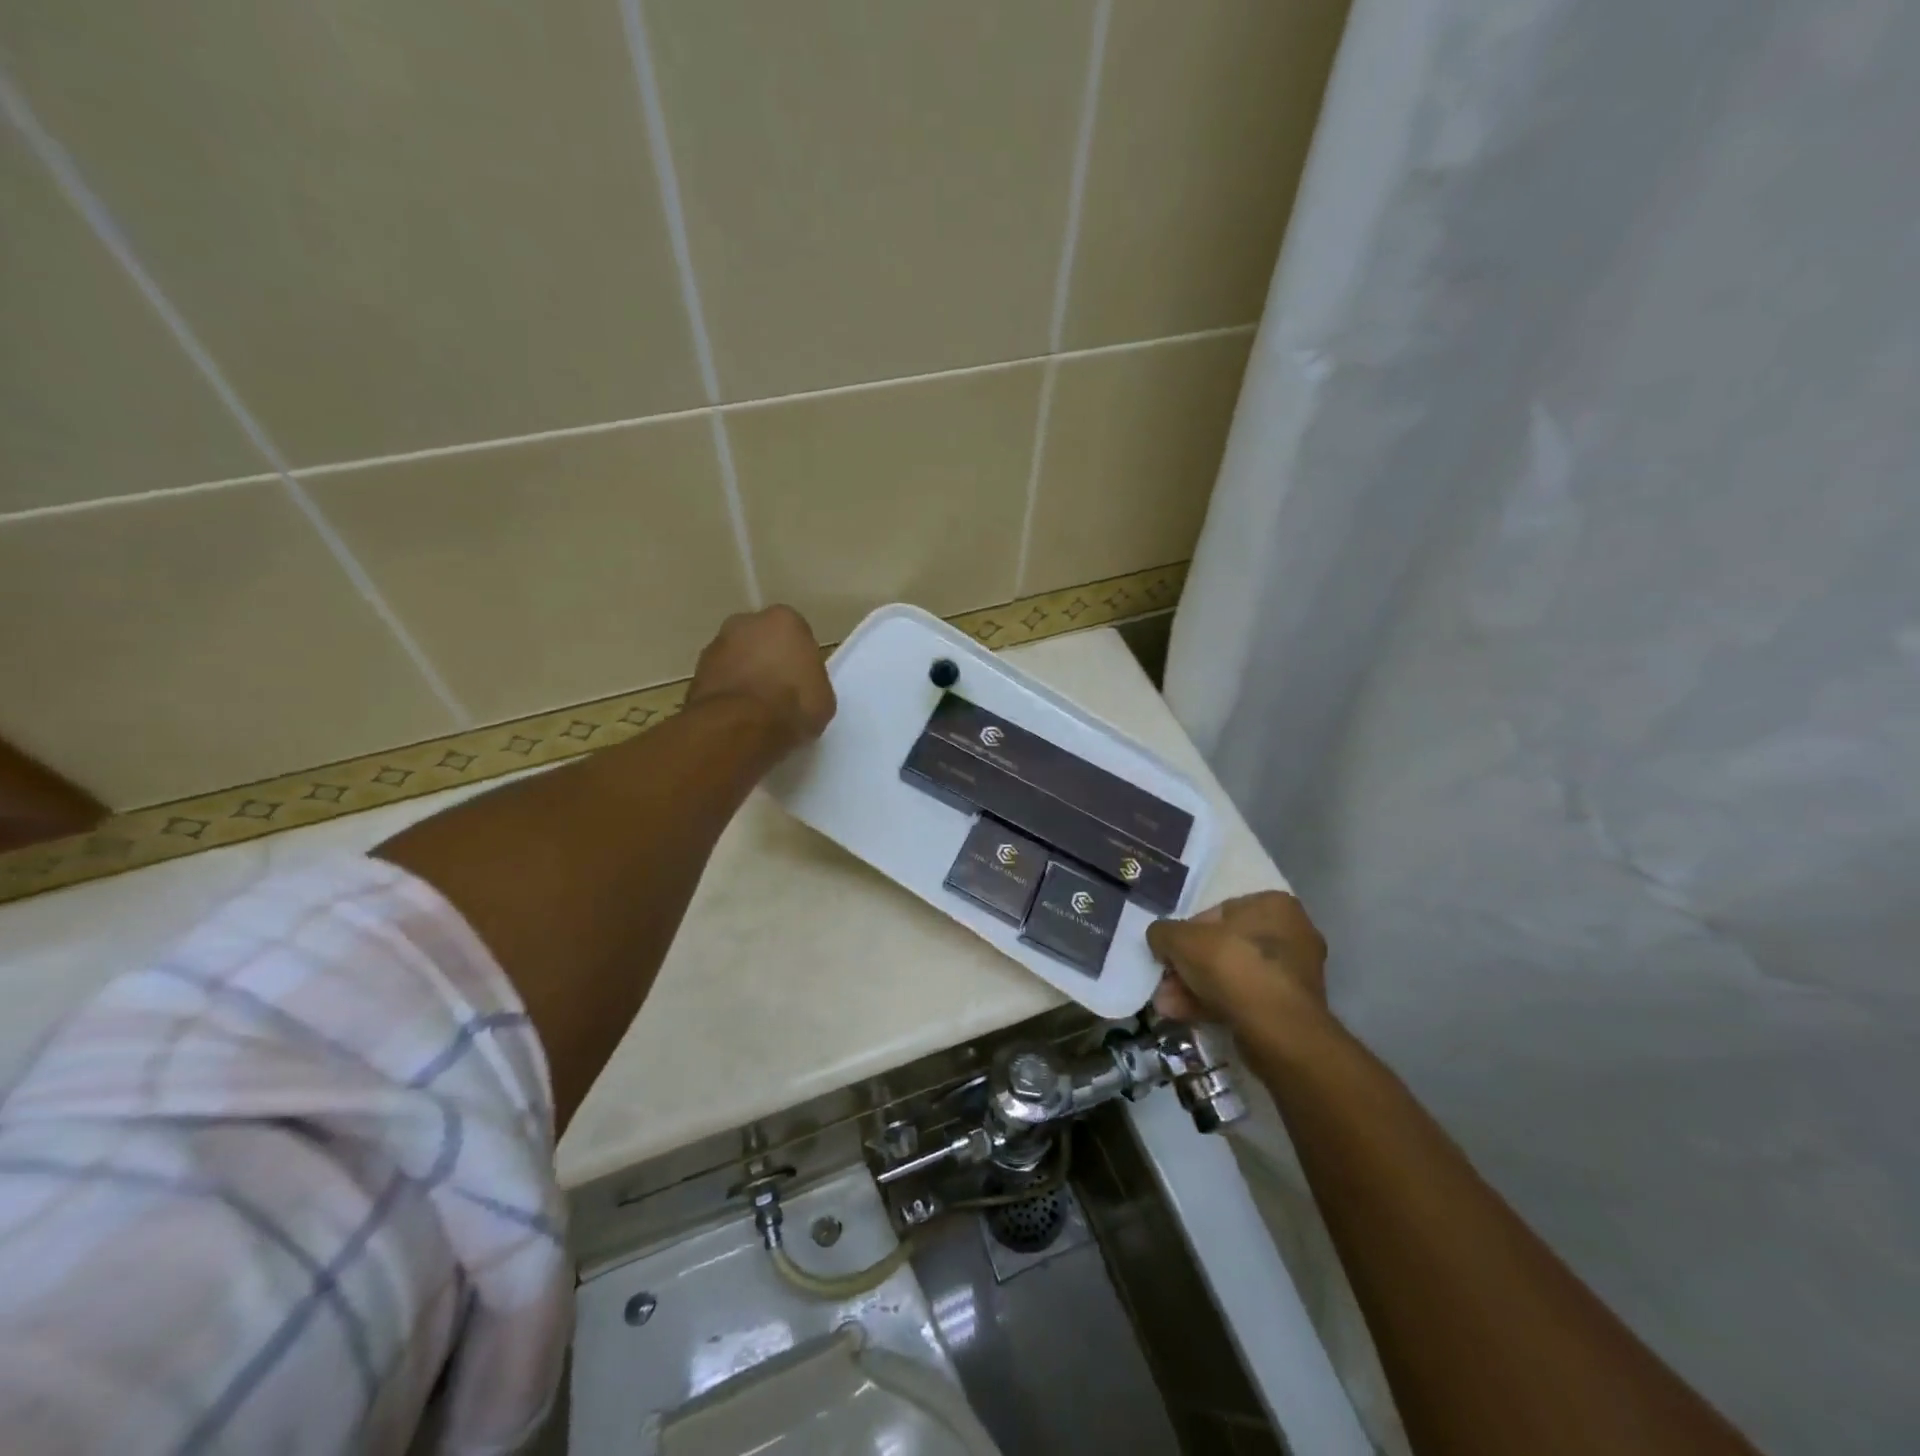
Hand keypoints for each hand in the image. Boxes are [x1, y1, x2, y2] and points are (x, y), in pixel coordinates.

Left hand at [686, 605, 835, 750]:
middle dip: (767, 660)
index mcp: (785, 620)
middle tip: (778, 692)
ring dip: (744, 676)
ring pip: (736, 658)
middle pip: (761, 640)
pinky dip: (727, 693)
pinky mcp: (696, 671)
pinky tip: (737, 717)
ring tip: (756, 710)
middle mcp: (746, 622)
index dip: (798, 660)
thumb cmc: (793, 705)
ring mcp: (716, 645)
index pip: (795, 635)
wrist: (741, 727)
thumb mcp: (823, 697)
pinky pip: (719, 680)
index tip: (801, 682)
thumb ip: (811, 681)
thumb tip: (800, 686)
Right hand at [1146, 891, 1330, 1031]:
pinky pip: (1246, 998)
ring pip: (1233, 975)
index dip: (1186, 933)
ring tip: (1167, 1005)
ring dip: (1196, 988)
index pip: (1218, 912)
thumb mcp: (1181, 939)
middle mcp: (1292, 933)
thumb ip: (1163, 932)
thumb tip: (1160, 939)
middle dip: (1189, 967)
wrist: (1278, 1029)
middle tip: (1165, 983)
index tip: (1169, 953)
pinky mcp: (1292, 1007)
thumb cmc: (1232, 966)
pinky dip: (1216, 1004)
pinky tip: (1186, 1016)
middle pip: (1224, 946)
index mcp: (1273, 905)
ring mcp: (1295, 973)